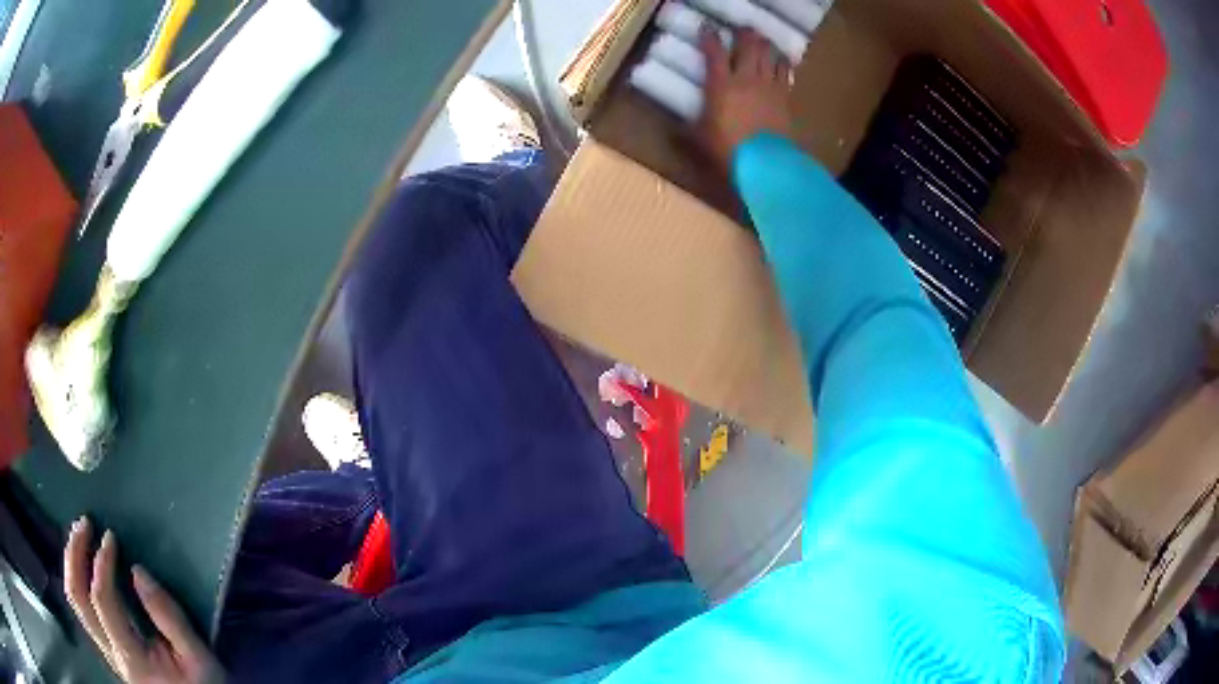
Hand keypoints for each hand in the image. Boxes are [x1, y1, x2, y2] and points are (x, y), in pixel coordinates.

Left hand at [64, 517, 223, 682]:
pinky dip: (76, 578)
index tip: (110, 536)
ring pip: (75, 601)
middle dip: (75, 554)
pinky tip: (83, 563)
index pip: (103, 601)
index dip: (101, 564)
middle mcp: (111, 653)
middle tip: (84, 523)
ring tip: (78, 535)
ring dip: (71, 563)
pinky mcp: (108, 649)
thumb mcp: (199, 659)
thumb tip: (139, 571)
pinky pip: (81, 609)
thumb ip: (170, 618)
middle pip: (78, 597)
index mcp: (131, 658)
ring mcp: (107, 651)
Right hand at [696, 26, 795, 169]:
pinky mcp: (785, 97)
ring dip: (765, 44)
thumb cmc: (728, 151)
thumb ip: (686, 131)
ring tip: (763, 40)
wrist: (765, 164)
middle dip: (745, 34)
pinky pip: (786, 72)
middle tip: (742, 29)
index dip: (709, 37)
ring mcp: (769, 87)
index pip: (714, 53)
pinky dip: (783, 62)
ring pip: (769, 55)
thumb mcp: (699, 141)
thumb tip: (670, 131)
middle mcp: (746, 79)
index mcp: (721, 85)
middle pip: (748, 46)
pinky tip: (781, 60)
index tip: (707, 28)